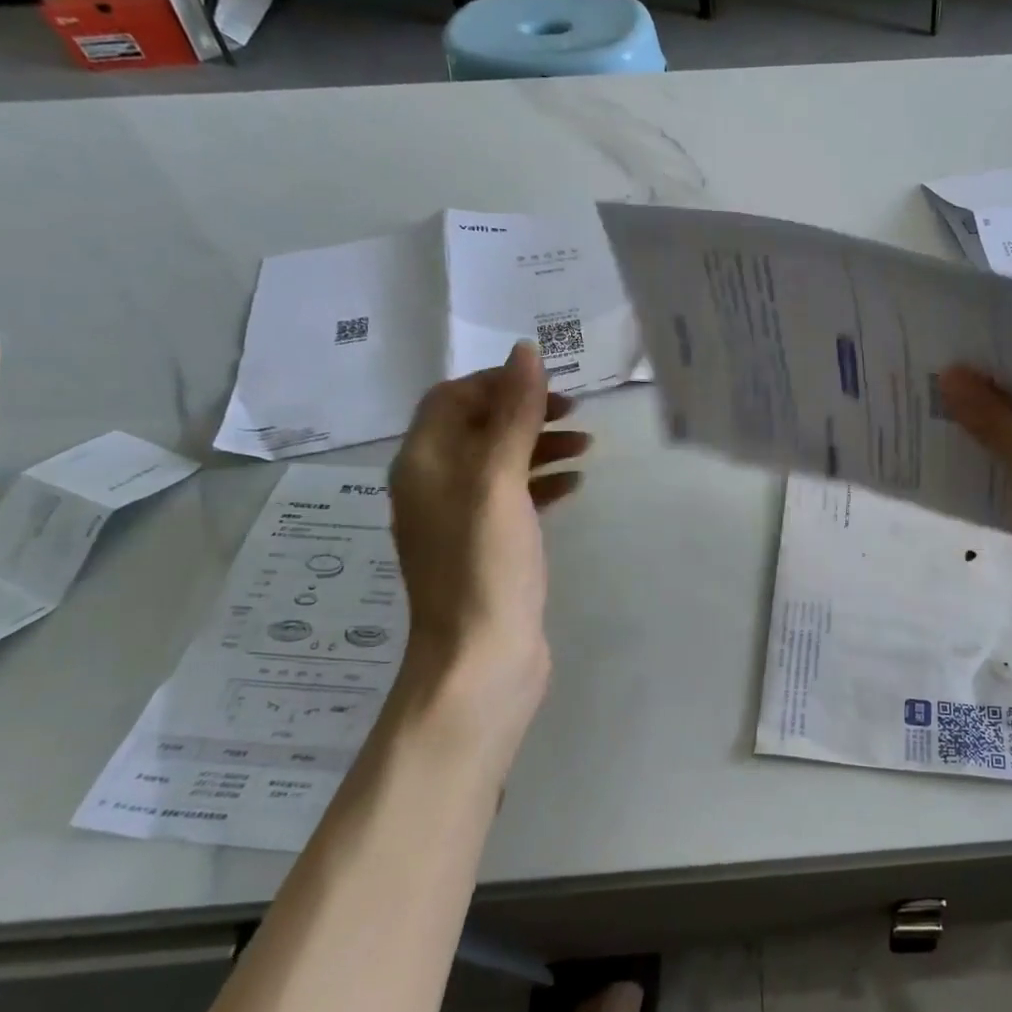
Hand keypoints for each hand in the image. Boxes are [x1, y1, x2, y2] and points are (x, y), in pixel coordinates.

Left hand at [387, 342, 589, 760]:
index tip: (550, 386)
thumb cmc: (486, 564)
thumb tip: (525, 351)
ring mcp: (460, 520)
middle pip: (478, 427)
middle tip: (578, 413)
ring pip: (500, 463)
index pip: (452, 397)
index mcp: (423, 462)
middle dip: (526, 412)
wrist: (482, 659)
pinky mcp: (486, 548)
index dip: (499, 382)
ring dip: (540, 446)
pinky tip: (574, 486)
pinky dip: (542, 483)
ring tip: (588, 447)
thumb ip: (514, 415)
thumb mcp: (500, 480)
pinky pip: (513, 499)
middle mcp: (433, 485)